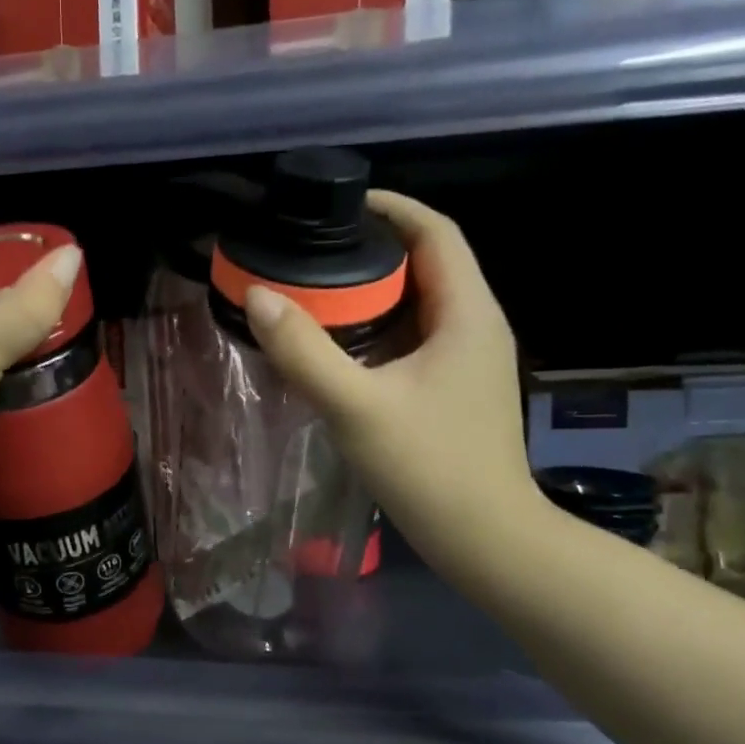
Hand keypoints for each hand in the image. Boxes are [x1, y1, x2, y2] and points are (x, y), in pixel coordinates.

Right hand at [242, 192, 537, 567]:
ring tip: (316, 292)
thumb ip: (305, 352)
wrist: (485, 540)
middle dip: (373, 250)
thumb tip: (259, 296)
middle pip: (427, 264)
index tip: (341, 203)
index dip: (392, 206)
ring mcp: (468, 361)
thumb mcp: (357, 407)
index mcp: (466, 314)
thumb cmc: (430, 467)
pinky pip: (415, 339)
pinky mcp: (456, 390)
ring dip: (373, 292)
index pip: (436, 232)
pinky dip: (378, 330)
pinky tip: (340, 348)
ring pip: (419, 304)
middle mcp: (475, 326)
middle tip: (313, 252)